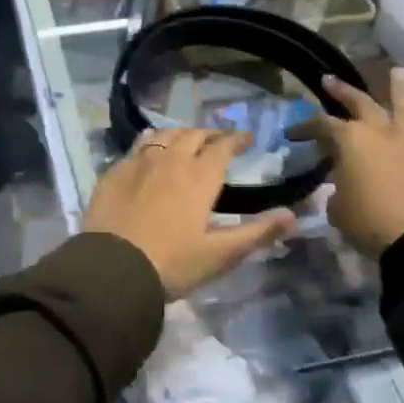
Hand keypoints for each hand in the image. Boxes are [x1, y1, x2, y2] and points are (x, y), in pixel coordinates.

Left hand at [84, 129, 295, 299]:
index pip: (222, 146)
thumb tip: (292, 215)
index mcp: (199, 176)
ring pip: (163, 135)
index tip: (247, 137)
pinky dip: (150, 143)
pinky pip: (137, 146)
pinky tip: (150, 153)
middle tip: (218, 139)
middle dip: (209, 133)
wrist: (112, 269)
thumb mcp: (220, 254)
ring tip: (186, 141)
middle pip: (192, 134)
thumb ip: (257, 233)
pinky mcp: (114, 171)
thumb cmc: (172, 263)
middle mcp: (170, 159)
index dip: (236, 139)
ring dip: (179, 134)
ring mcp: (138, 162)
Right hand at [287, 68, 403, 259]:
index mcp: (351, 141)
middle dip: (344, 91)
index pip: (322, 125)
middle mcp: (382, 133)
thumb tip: (343, 187)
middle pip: (361, 104)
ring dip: (400, 90)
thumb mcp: (337, 208)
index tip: (292, 133)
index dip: (305, 127)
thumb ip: (337, 190)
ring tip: (397, 71)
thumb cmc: (367, 222)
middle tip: (330, 80)